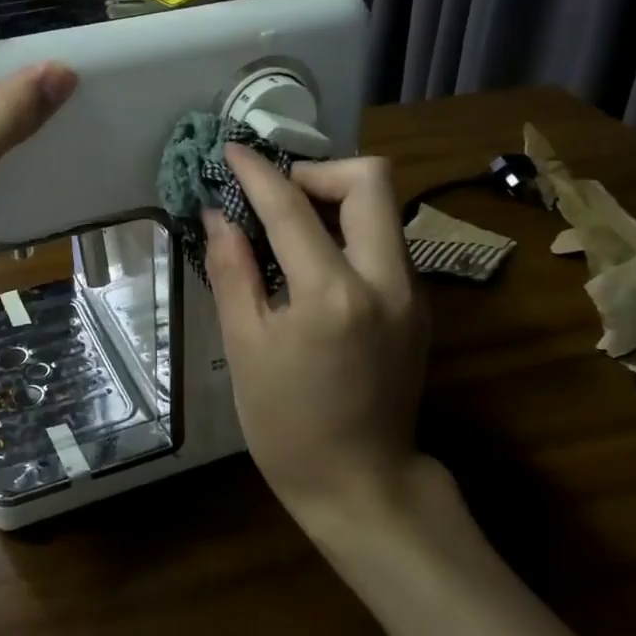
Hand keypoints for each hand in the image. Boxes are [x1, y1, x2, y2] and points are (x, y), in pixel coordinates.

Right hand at [203, 147, 433, 519]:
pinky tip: (315, 260)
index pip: (292, 206)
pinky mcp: (418, 306)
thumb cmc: (287, 424)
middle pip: (370, 180)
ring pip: (383, 208)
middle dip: (317, 171)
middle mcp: (386, 280)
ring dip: (335, 199)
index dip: (257, 172)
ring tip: (289, 225)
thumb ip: (231, 270)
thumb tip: (217, 214)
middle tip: (275, 196)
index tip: (231, 151)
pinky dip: (349, 230)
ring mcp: (412, 292)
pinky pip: (386, 240)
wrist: (362, 484)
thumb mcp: (244, 347)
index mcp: (333, 294)